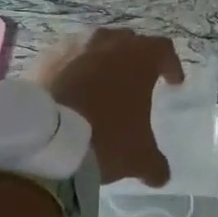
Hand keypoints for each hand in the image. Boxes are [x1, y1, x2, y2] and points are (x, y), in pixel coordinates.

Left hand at [28, 27, 183, 186]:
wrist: (45, 140)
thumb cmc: (104, 138)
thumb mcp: (138, 157)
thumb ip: (155, 163)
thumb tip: (161, 175)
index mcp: (138, 58)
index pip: (163, 49)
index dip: (171, 65)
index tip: (172, 82)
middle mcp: (106, 42)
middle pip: (127, 41)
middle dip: (133, 58)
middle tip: (135, 81)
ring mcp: (72, 47)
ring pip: (94, 46)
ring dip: (100, 61)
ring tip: (100, 85)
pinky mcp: (44, 59)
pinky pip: (65, 59)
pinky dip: (71, 70)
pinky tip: (70, 91)